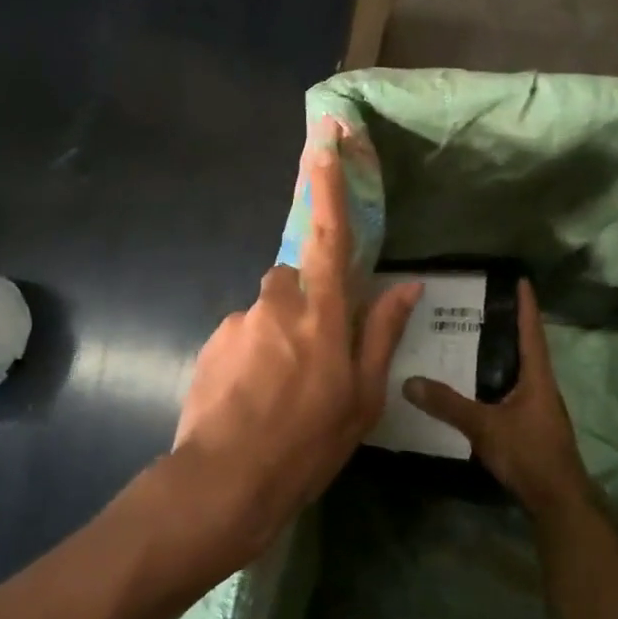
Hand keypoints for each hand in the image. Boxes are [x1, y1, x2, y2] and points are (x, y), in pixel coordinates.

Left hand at [162, 124, 419, 577]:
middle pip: (295, 277)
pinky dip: (253, 355)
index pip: (328, 233)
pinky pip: (243, 335)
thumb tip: (406, 285)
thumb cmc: (307, 444)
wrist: (224, 482)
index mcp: (321, 312)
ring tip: (281, 391)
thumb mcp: (362, 398)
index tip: (324, 137)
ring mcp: (238, 322)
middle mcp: (276, 303)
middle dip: (307, 301)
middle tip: (314, 358)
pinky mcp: (211, 343)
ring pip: (268, 311)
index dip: (327, 182)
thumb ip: (381, 334)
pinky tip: (254, 398)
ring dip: (279, 335)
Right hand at [403, 281, 594, 520]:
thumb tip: (409, 381)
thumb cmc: (528, 454)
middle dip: (507, 326)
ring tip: (471, 339)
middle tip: (479, 306)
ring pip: (518, 371)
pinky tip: (475, 385)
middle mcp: (541, 386)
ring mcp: (538, 408)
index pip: (531, 331)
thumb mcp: (484, 427)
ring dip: (500, 353)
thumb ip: (447, 405)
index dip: (526, 305)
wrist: (557, 501)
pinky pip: (512, 391)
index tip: (520, 279)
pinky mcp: (531, 426)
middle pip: (525, 348)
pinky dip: (496, 379)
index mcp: (537, 377)